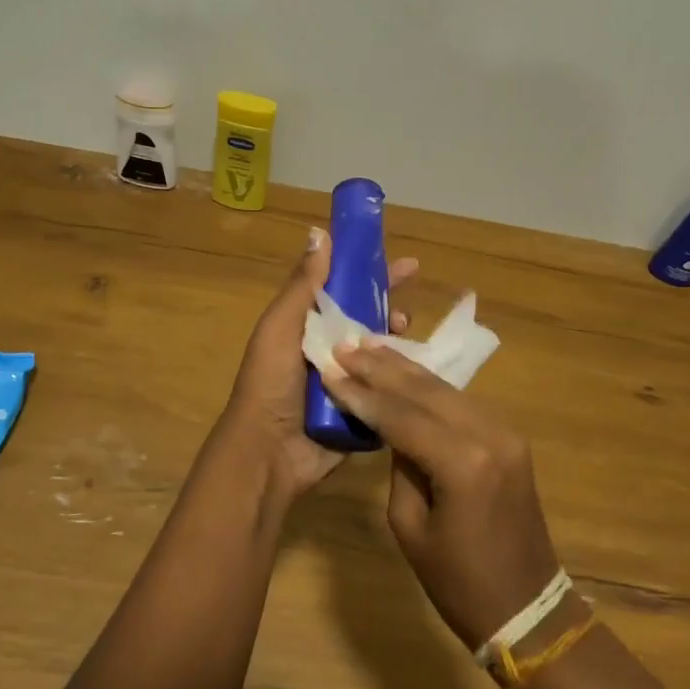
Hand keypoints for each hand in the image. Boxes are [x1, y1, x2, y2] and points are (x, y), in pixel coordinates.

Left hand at [220, 227, 417, 500]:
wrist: (269, 454)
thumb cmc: (270, 383)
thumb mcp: (281, 327)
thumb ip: (302, 286)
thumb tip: (320, 233)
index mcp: (304, 326)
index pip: (341, 289)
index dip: (367, 271)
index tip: (400, 260)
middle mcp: (326, 349)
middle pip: (365, 317)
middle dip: (388, 302)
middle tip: (413, 294)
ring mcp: (345, 380)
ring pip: (380, 350)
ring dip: (396, 337)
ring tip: (409, 331)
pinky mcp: (361, 409)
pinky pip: (386, 385)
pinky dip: (402, 374)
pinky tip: (420, 366)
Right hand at [324, 345, 561, 647]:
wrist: (527, 607)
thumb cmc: (459, 582)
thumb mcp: (411, 527)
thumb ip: (400, 467)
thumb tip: (393, 428)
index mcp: (464, 464)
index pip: (401, 416)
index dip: (362, 393)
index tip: (331, 369)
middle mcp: (489, 435)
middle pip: (426, 390)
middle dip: (382, 367)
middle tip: (346, 345)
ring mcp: (506, 432)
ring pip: (446, 389)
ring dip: (405, 369)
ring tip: (369, 347)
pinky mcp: (510, 437)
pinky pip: (462, 402)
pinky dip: (429, 387)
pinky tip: (405, 372)